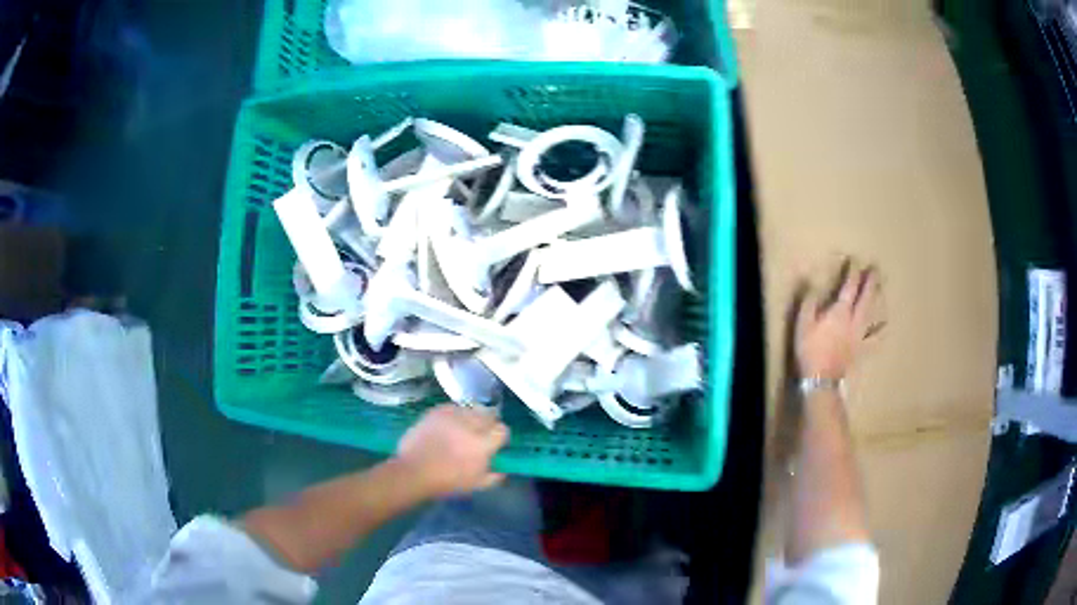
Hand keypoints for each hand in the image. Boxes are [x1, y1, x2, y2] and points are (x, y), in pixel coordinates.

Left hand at [396, 404, 508, 496]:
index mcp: (482, 445)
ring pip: (472, 409)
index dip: (500, 436)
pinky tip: (451, 423)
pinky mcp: (437, 411)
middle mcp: (470, 426)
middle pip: (489, 415)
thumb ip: (493, 478)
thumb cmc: (447, 482)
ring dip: (473, 417)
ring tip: (466, 426)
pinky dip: (456, 413)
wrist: (414, 472)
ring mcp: (452, 416)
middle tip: (481, 433)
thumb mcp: (475, 485)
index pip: (502, 430)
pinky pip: (454, 407)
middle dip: (488, 423)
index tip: (495, 442)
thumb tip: (503, 471)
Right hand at [795, 264, 880, 380]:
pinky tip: (885, 327)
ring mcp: (859, 335)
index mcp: (840, 311)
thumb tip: (812, 283)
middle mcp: (854, 319)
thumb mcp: (802, 323)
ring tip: (882, 289)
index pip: (849, 286)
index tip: (855, 260)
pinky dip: (880, 332)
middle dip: (871, 282)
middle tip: (876, 269)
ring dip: (877, 300)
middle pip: (866, 297)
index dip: (853, 272)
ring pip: (872, 313)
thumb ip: (809, 301)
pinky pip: (873, 340)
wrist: (821, 378)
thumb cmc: (810, 349)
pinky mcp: (860, 349)